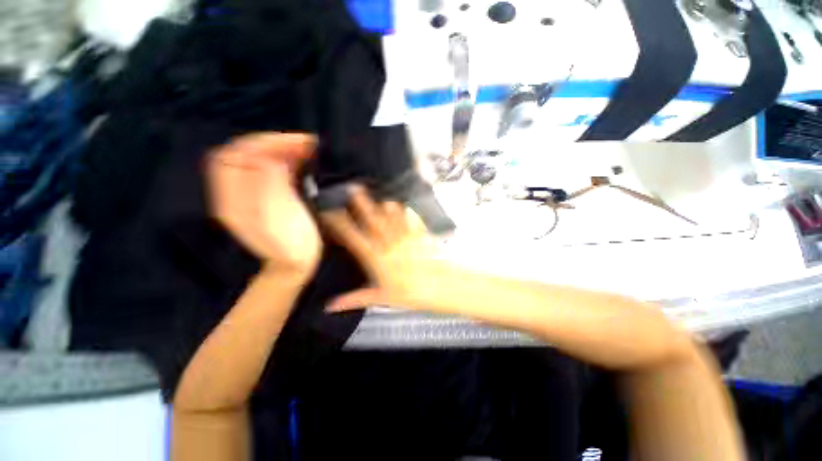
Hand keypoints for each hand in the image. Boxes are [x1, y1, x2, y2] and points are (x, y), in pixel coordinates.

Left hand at [207, 133, 319, 275]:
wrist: (294, 266)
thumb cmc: (290, 248)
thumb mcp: (276, 218)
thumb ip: (268, 186)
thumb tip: (272, 158)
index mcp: (232, 199)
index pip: (234, 156)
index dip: (260, 144)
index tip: (290, 143)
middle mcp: (237, 193)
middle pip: (246, 155)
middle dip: (273, 143)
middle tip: (303, 142)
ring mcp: (254, 194)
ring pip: (261, 161)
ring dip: (282, 150)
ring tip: (306, 147)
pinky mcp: (271, 197)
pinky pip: (273, 172)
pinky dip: (286, 161)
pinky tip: (302, 159)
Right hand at [320, 185, 448, 311]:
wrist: (440, 286)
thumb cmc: (410, 294)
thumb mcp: (380, 298)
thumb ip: (354, 299)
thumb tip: (330, 307)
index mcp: (376, 257)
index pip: (353, 237)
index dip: (341, 223)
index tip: (330, 210)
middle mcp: (389, 242)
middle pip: (372, 219)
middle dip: (362, 203)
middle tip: (353, 187)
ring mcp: (406, 235)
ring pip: (392, 214)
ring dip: (384, 203)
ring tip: (379, 194)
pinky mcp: (421, 233)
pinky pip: (412, 218)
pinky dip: (407, 210)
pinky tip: (405, 205)